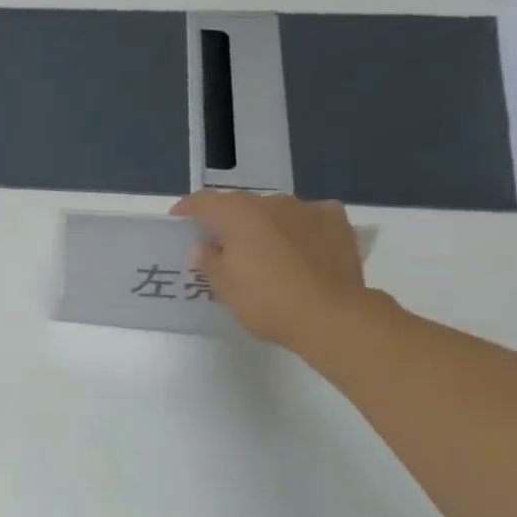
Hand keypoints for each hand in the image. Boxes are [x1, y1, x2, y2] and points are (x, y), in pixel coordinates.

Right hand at [169, 190, 374, 352]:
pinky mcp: (337, 222)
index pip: (205, 202)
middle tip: (224, 245)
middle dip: (230, 221)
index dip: (188, 208)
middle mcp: (272, 202)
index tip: (179, 218)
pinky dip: (300, 228)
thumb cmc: (266, 301)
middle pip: (242, 206)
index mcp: (238, 214)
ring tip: (265, 250)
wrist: (329, 315)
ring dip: (266, 225)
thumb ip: (209, 261)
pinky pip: (309, 218)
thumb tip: (204, 247)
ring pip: (277, 212)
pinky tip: (301, 247)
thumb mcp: (224, 287)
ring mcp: (308, 209)